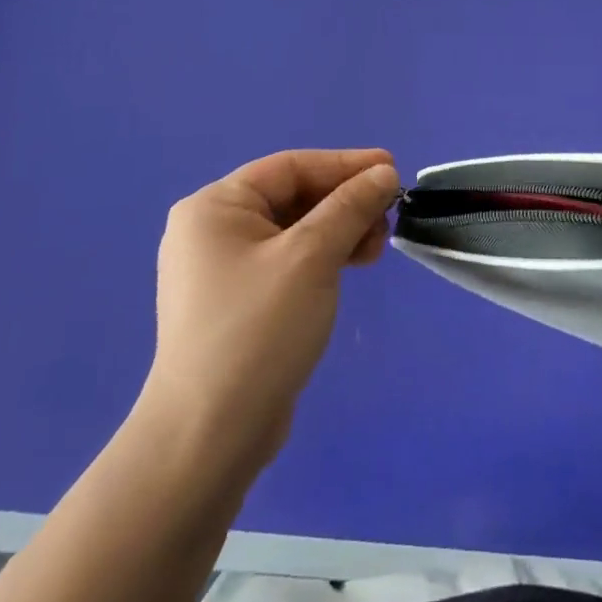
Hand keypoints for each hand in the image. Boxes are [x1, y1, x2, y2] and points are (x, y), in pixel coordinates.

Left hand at [137, 149, 400, 485]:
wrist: (209, 436)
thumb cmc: (258, 330)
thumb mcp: (312, 257)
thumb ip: (350, 207)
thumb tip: (384, 172)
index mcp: (215, 207)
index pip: (290, 167)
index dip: (345, 164)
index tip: (393, 169)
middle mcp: (212, 230)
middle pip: (293, 197)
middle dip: (345, 203)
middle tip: (388, 217)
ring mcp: (221, 269)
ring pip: (294, 230)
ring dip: (339, 231)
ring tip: (376, 248)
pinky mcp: (236, 302)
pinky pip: (287, 261)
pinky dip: (323, 257)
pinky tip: (351, 267)